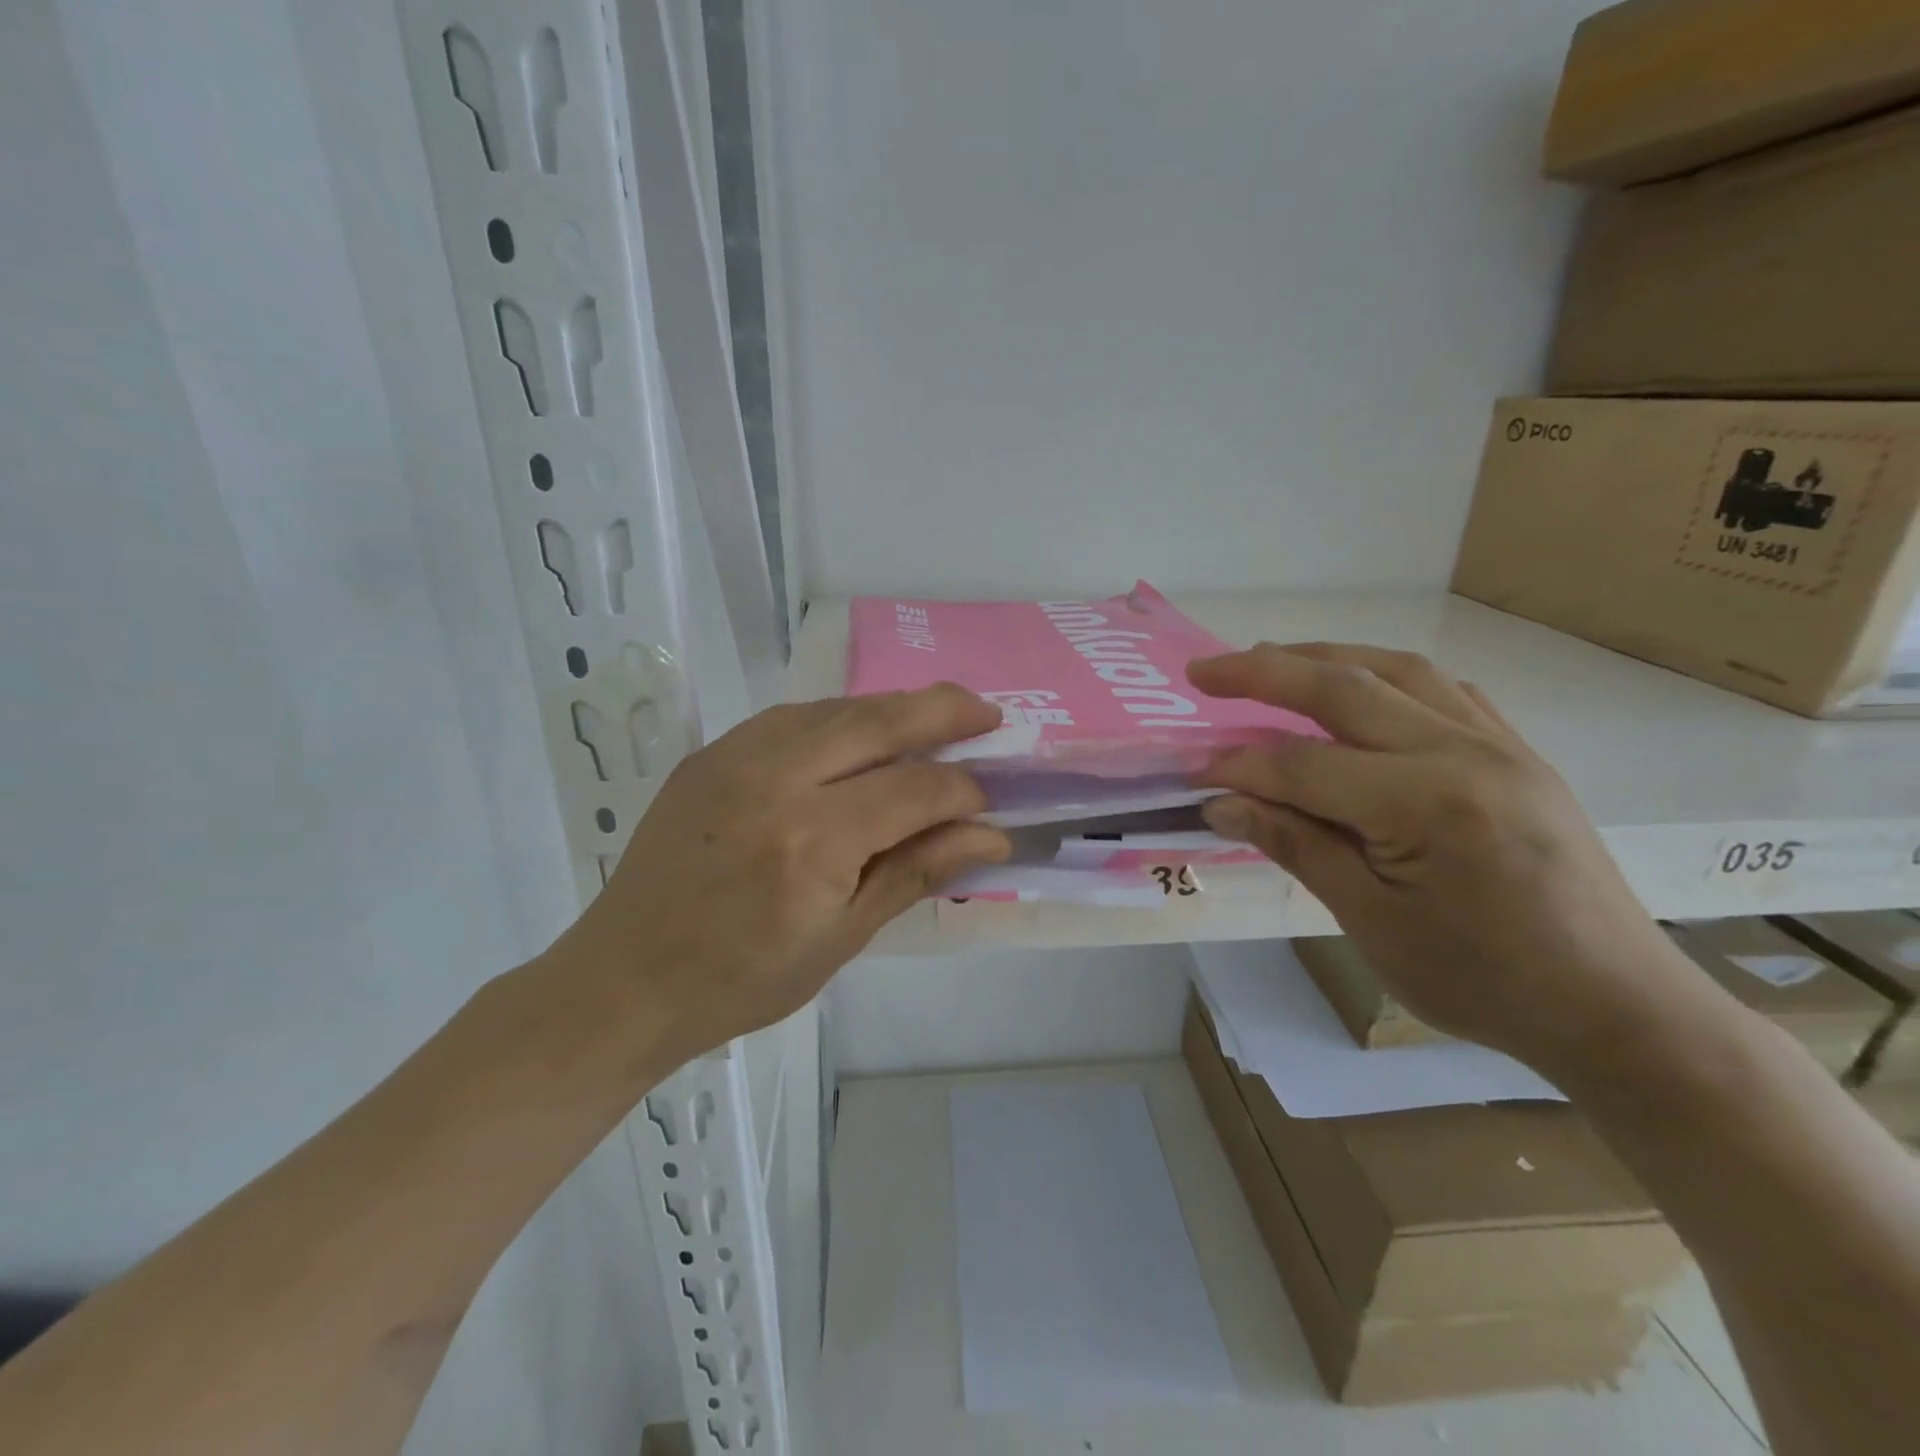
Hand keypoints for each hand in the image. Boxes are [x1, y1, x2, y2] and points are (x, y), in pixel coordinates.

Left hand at [551, 686, 1009, 1061]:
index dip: (964, 790)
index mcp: (813, 841)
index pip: (916, 788)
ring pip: (836, 707)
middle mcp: (776, 779)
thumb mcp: (842, 939)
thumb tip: (990, 835)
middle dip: (943, 711)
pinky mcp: (711, 752)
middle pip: (879, 722)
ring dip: (892, 708)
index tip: (990, 803)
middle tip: (987, 714)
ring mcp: (736, 757)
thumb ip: (916, 872)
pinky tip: (860, 730)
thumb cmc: (742, 979)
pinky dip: (839, 716)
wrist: (627, 978)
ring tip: (935, 716)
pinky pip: (792, 716)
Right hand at [1188, 644, 1704, 1074]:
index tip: (1192, 773)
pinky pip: (1441, 688)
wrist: (1616, 1006)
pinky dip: (1383, 676)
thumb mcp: (1371, 922)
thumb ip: (1295, 845)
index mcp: (1428, 804)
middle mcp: (1466, 752)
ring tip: (1267, 659)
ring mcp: (1500, 744)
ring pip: (1395, 670)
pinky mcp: (1517, 751)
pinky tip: (1357, 689)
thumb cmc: (1483, 980)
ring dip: (1322, 657)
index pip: (1304, 764)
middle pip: (1345, 689)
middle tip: (1203, 670)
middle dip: (1264, 671)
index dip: (1239, 765)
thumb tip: (1221, 802)